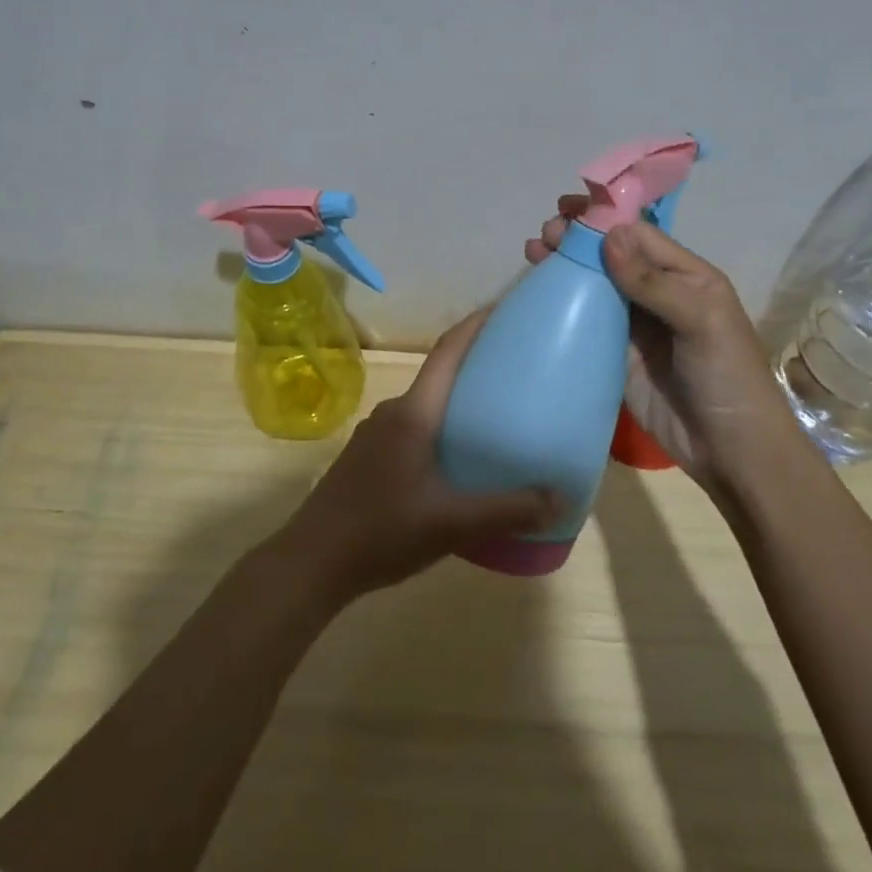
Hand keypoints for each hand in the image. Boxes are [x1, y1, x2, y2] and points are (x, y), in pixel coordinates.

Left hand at [274, 309, 559, 603]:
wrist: (311, 563)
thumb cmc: (381, 532)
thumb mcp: (451, 524)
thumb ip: (506, 510)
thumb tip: (559, 497)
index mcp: (413, 414)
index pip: (447, 352)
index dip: (476, 325)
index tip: (505, 308)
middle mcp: (392, 413)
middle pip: (440, 376)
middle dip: (476, 367)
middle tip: (518, 371)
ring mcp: (375, 434)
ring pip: (426, 406)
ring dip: (457, 403)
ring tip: (496, 418)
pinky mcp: (367, 456)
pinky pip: (412, 427)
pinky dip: (440, 428)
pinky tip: (457, 459)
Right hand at [525, 198, 806, 501]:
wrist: (729, 450)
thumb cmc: (727, 376)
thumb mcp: (702, 321)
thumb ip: (655, 281)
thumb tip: (609, 235)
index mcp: (687, 277)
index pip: (640, 236)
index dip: (603, 220)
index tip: (566, 209)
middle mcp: (658, 295)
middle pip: (612, 257)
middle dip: (578, 240)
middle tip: (544, 234)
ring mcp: (634, 327)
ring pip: (594, 286)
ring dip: (566, 267)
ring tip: (534, 252)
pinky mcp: (614, 356)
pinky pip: (586, 323)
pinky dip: (562, 305)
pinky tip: (540, 293)